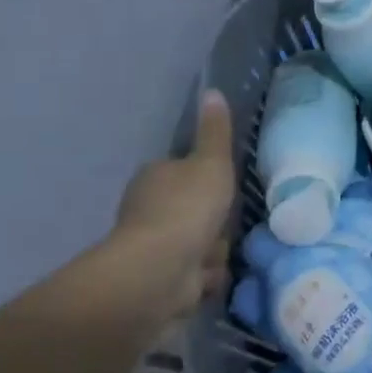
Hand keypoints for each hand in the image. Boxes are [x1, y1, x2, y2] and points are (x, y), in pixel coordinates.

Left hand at [112, 89, 235, 315]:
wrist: (159, 270)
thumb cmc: (187, 208)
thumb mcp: (212, 162)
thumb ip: (215, 131)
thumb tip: (212, 91)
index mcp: (154, 177)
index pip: (185, 173)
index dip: (208, 182)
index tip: (223, 190)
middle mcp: (146, 210)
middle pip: (195, 212)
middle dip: (213, 223)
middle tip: (225, 225)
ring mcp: (151, 248)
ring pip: (198, 245)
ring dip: (211, 253)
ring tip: (214, 254)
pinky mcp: (158, 281)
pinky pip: (193, 277)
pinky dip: (202, 279)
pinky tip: (206, 277)